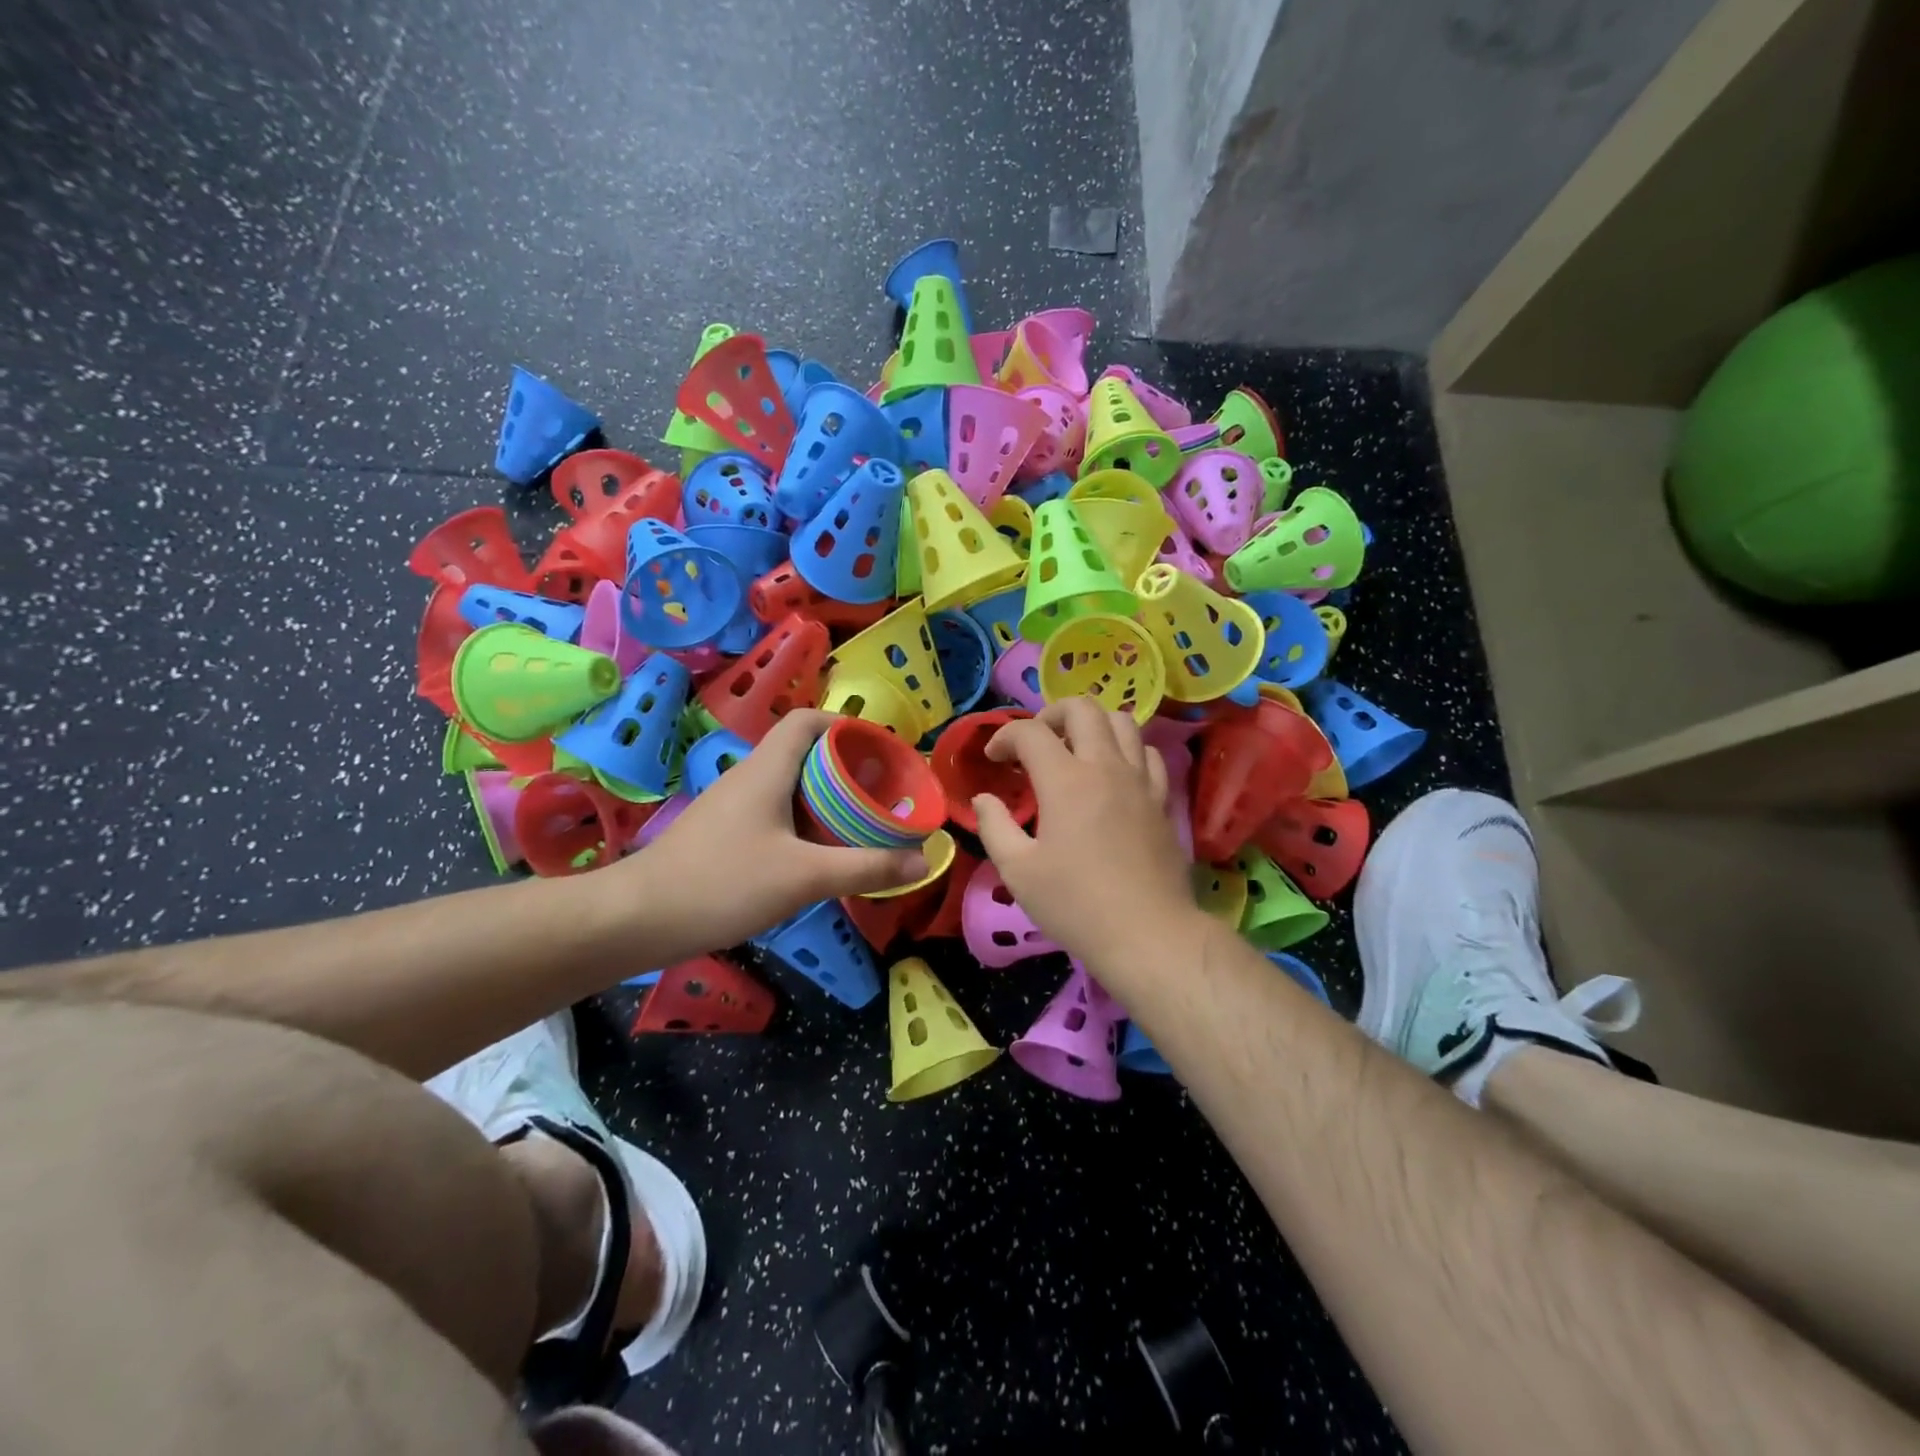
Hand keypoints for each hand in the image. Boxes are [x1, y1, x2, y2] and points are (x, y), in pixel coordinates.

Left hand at [617, 710, 926, 961]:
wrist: (637, 919)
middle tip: (880, 796)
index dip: (846, 725)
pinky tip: (816, 858)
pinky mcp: (721, 836)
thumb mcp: (804, 877)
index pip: (807, 720)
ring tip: (858, 826)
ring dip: (825, 800)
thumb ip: (865, 867)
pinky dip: (803, 825)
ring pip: (788, 788)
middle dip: (846, 769)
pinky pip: (773, 815)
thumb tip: (923, 861)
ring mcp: (731, 807)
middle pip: (803, 754)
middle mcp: (748, 778)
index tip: (880, 751)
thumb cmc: (722, 883)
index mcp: (767, 770)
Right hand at [972, 699, 1200, 976]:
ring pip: (1122, 721)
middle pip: (1083, 708)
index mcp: (1066, 781)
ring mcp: (1140, 780)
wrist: (1147, 934)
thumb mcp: (1018, 871)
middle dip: (1050, 713)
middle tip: (1034, 743)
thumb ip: (995, 826)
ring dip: (1092, 725)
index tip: (993, 759)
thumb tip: (984, 799)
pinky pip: (1148, 754)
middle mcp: (1106, 767)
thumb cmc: (1075, 905)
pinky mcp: (1162, 800)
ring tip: (1074, 750)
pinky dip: (1126, 750)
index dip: (1004, 736)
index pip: (1030, 733)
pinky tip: (1112, 774)